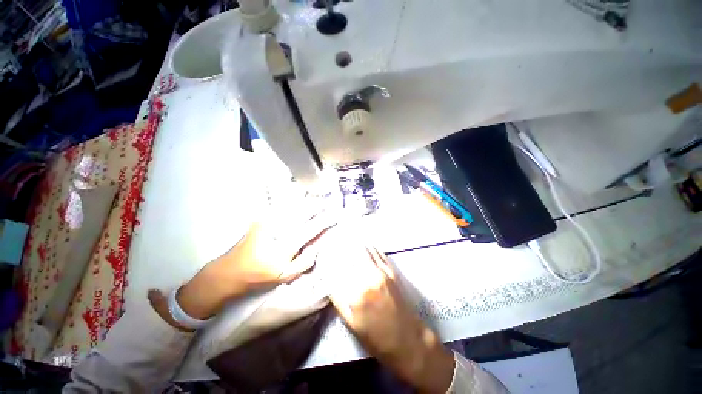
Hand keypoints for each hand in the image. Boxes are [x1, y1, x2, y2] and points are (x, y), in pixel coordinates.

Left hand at [171, 212, 333, 320]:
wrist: (230, 271)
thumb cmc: (258, 277)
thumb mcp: (283, 277)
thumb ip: (303, 264)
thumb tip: (317, 249)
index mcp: (284, 247)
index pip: (310, 229)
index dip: (324, 221)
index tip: (335, 214)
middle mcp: (276, 230)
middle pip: (301, 212)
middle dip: (317, 205)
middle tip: (329, 202)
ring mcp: (266, 221)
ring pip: (291, 206)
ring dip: (306, 201)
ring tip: (318, 199)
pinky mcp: (260, 218)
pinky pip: (280, 206)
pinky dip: (292, 202)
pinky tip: (300, 200)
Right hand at [323, 236, 454, 393]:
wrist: (409, 340)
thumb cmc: (377, 338)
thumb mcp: (352, 324)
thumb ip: (339, 300)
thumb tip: (330, 279)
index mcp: (356, 295)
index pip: (337, 270)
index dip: (329, 260)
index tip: (324, 253)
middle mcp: (368, 279)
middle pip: (350, 256)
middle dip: (340, 247)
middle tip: (333, 241)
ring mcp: (381, 272)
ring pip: (363, 250)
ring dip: (353, 243)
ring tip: (345, 236)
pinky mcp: (391, 270)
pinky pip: (377, 253)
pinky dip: (368, 246)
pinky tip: (363, 242)